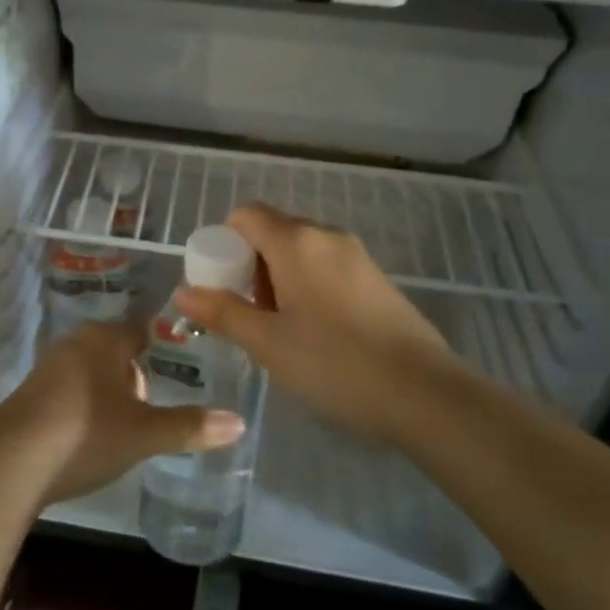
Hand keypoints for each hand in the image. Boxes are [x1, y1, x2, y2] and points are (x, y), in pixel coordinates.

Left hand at [0, 322, 246, 504]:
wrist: (11, 463)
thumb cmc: (85, 434)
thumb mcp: (144, 433)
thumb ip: (190, 426)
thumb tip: (240, 422)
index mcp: (104, 339)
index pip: (142, 330)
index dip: (164, 346)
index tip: (185, 365)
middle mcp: (75, 344)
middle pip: (116, 350)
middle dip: (138, 374)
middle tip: (161, 400)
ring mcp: (48, 368)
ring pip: (92, 371)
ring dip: (111, 391)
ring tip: (132, 422)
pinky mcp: (30, 395)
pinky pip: (71, 390)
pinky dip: (87, 404)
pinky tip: (93, 434)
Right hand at [173, 203, 472, 445]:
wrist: (426, 395)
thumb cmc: (335, 364)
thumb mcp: (268, 343)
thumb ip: (223, 312)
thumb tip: (183, 291)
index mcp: (297, 242)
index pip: (246, 215)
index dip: (223, 242)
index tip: (219, 283)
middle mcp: (327, 237)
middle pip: (273, 233)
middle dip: (250, 267)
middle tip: (247, 315)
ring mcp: (358, 257)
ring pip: (301, 253)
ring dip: (279, 280)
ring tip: (280, 331)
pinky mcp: (378, 280)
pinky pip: (327, 269)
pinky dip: (308, 288)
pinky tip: (316, 335)